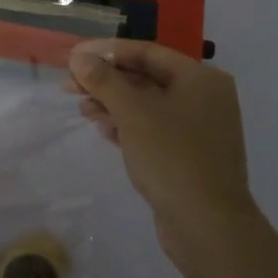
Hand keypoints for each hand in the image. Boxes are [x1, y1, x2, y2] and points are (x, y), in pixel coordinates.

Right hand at [66, 38, 257, 272]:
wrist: (207, 225)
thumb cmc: (171, 157)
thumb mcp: (132, 112)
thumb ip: (104, 80)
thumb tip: (79, 57)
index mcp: (201, 78)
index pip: (147, 52)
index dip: (107, 51)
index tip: (74, 57)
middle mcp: (204, 97)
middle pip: (146, 77)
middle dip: (107, 81)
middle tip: (69, 86)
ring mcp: (199, 128)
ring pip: (147, 105)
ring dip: (113, 104)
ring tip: (83, 110)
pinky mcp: (190, 155)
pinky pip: (154, 129)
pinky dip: (128, 126)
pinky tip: (104, 131)